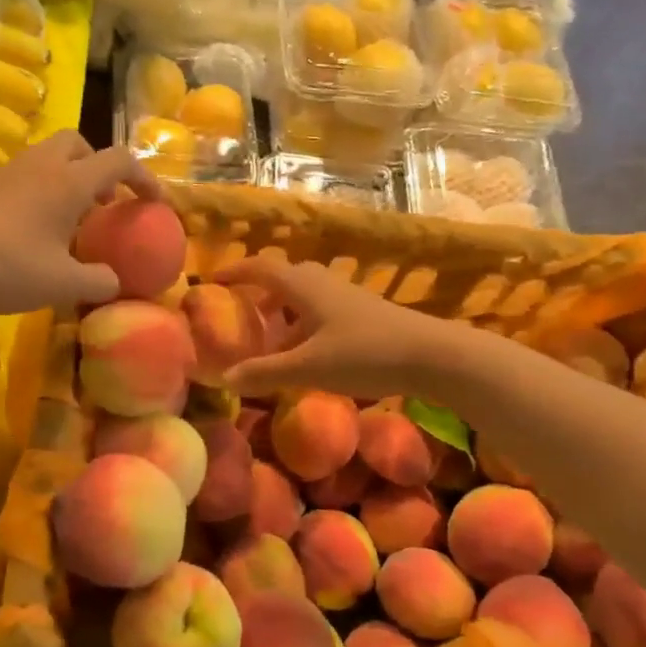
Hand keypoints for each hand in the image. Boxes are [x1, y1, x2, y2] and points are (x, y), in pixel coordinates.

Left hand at [0, 132, 157, 314]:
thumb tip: (114, 282)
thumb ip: (99, 282)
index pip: (118, 160)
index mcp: (68, 182)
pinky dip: (39, 190)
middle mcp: (40, 166)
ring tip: (69, 218)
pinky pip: (23, 174)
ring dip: (67, 178)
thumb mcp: (62, 285)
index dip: (143, 177)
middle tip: (102, 202)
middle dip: (98, 166)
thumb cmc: (7, 268)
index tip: (154, 202)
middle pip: (78, 142)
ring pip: (47, 156)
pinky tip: (31, 228)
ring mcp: (6, 172)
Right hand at [219, 255, 454, 400]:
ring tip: (271, 339)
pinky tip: (309, 353)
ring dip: (285, 311)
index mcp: (305, 288)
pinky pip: (324, 312)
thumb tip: (225, 378)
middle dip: (260, 291)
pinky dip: (306, 325)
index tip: (212, 279)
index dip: (236, 271)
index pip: (262, 268)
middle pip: (286, 278)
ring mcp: (349, 299)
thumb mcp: (309, 367)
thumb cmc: (365, 353)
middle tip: (242, 312)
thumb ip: (266, 373)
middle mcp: (325, 285)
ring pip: (307, 297)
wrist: (432, 355)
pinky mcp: (366, 316)